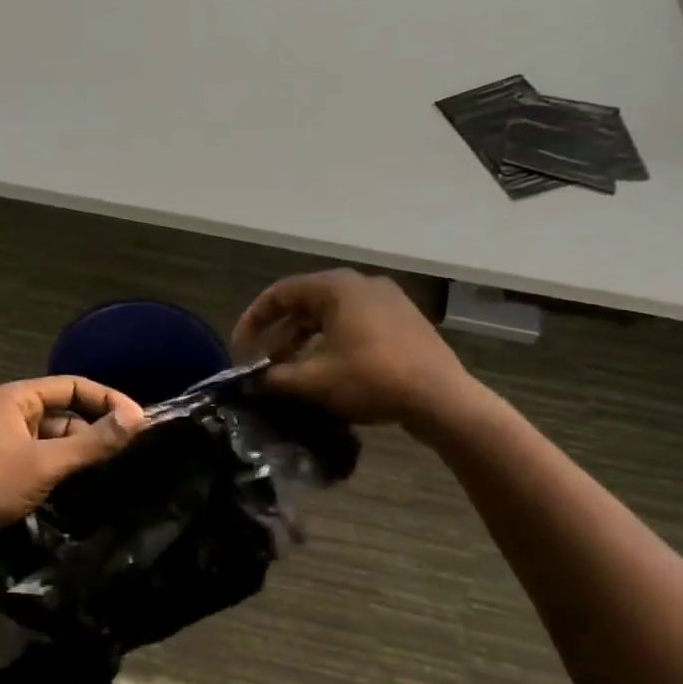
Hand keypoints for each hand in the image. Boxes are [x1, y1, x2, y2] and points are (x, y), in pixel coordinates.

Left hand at [0, 377, 145, 590]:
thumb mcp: (43, 462)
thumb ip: (92, 442)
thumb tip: (138, 418)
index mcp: (15, 400)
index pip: (73, 387)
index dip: (108, 400)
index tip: (140, 423)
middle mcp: (11, 418)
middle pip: (66, 416)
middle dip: (97, 432)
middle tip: (133, 454)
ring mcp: (6, 450)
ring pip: (57, 446)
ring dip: (82, 458)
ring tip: (117, 475)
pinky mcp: (5, 480)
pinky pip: (45, 469)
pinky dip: (66, 477)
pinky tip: (90, 494)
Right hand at [233, 269, 473, 428]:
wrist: (442, 399)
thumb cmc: (372, 379)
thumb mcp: (314, 380)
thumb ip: (276, 376)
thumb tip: (253, 380)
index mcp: (336, 287)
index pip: (280, 294)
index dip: (253, 321)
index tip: (241, 350)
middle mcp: (361, 284)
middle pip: (305, 303)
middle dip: (279, 334)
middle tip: (262, 363)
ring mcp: (387, 301)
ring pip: (330, 316)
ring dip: (304, 341)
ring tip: (289, 371)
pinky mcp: (402, 322)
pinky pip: (354, 325)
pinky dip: (331, 343)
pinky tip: (325, 371)